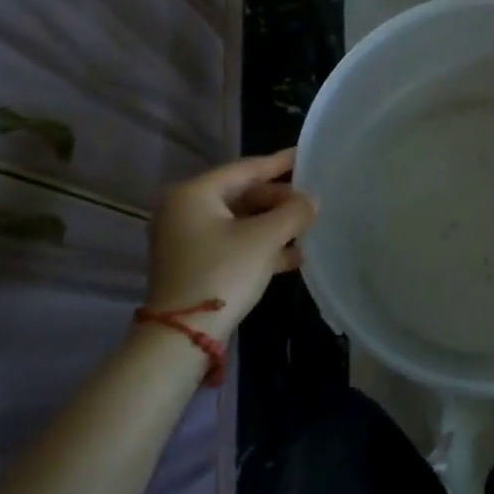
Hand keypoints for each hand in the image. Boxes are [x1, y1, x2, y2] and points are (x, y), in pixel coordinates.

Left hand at [145, 149, 315, 340]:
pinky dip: (259, 246)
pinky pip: (232, 243)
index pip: (246, 169)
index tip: (307, 155)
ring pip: (239, 221)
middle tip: (312, 202)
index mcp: (194, 193)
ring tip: (308, 228)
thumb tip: (312, 199)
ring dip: (273, 225)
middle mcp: (184, 210)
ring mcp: (186, 239)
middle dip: (279, 200)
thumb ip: (293, 212)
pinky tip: (292, 256)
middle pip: (242, 194)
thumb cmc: (222, 274)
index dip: (280, 163)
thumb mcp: (264, 239)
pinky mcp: (193, 265)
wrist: (181, 338)